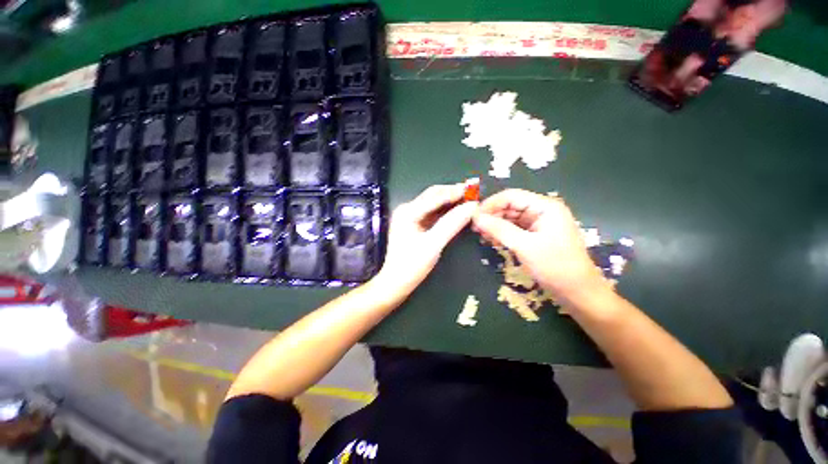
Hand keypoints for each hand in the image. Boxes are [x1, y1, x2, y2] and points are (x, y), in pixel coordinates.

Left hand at [375, 184, 477, 295]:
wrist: (396, 283)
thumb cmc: (412, 265)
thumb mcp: (433, 244)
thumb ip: (451, 224)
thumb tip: (471, 206)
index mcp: (408, 212)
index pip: (435, 196)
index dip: (455, 192)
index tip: (475, 190)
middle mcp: (407, 209)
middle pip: (434, 195)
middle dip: (453, 192)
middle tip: (474, 192)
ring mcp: (410, 216)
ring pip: (434, 203)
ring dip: (451, 200)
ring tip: (470, 199)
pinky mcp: (415, 224)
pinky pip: (433, 213)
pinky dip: (446, 210)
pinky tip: (458, 210)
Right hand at [472, 189, 610, 307]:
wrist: (578, 293)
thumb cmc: (555, 267)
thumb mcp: (524, 246)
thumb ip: (499, 229)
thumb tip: (475, 217)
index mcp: (545, 207)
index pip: (511, 196)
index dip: (490, 204)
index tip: (473, 217)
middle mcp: (542, 211)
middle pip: (510, 206)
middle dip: (492, 215)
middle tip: (475, 229)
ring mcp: (539, 224)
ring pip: (510, 218)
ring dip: (495, 225)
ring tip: (481, 235)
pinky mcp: (536, 235)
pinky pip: (515, 229)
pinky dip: (503, 233)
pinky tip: (492, 240)